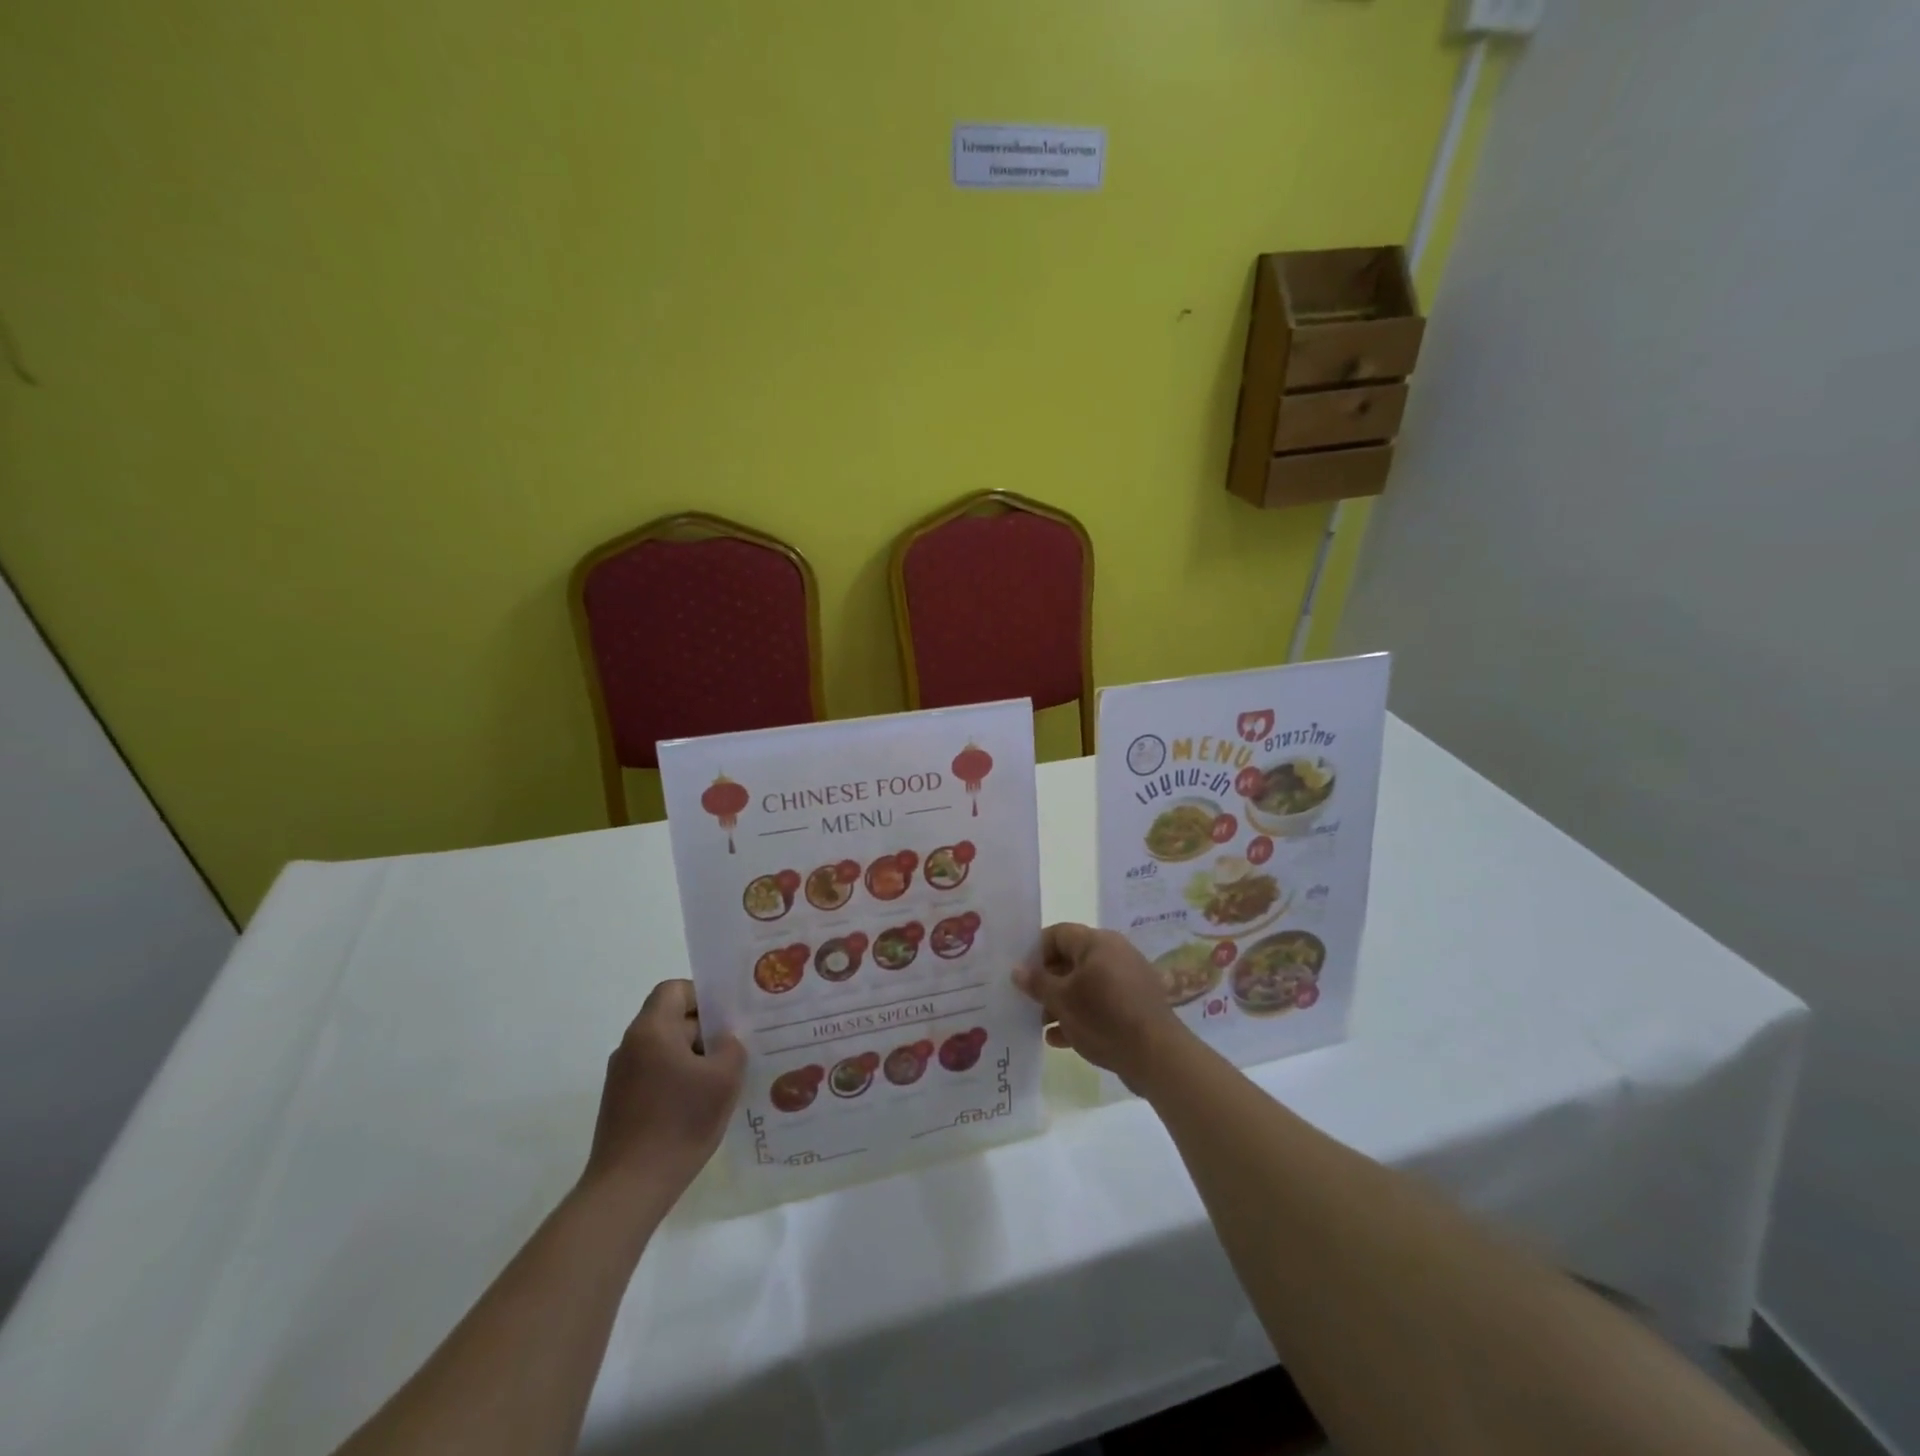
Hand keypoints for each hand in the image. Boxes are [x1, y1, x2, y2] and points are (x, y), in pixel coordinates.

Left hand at [583, 980, 745, 1201]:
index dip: (703, 996)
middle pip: (672, 1019)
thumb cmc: (679, 1123)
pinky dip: (679, 1081)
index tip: (728, 1019)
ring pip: (666, 1050)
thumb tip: (724, 1042)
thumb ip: (732, 1047)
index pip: (675, 989)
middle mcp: (631, 1046)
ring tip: (724, 1081)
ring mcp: (622, 1077)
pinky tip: (701, 1107)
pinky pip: (657, 1076)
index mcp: (651, 1030)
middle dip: (706, 1031)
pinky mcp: (621, 1105)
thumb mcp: (724, 1079)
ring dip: (695, 1059)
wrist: (628, 1189)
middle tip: (738, 1049)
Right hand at [1015, 923, 1187, 1092]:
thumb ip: (1037, 982)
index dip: (1035, 952)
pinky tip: (1060, 1039)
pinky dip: (1081, 1015)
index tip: (1020, 976)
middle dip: (1047, 982)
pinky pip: (1100, 1003)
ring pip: (1084, 984)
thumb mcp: (1062, 1000)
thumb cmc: (1104, 1017)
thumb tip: (1017, 970)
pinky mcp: (1135, 1004)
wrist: (1157, 1055)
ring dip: (1061, 1002)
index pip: (1057, 934)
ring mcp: (1127, 980)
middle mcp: (1114, 953)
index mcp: (1097, 942)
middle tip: (1027, 1002)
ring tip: (1041, 1025)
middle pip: (1070, 960)